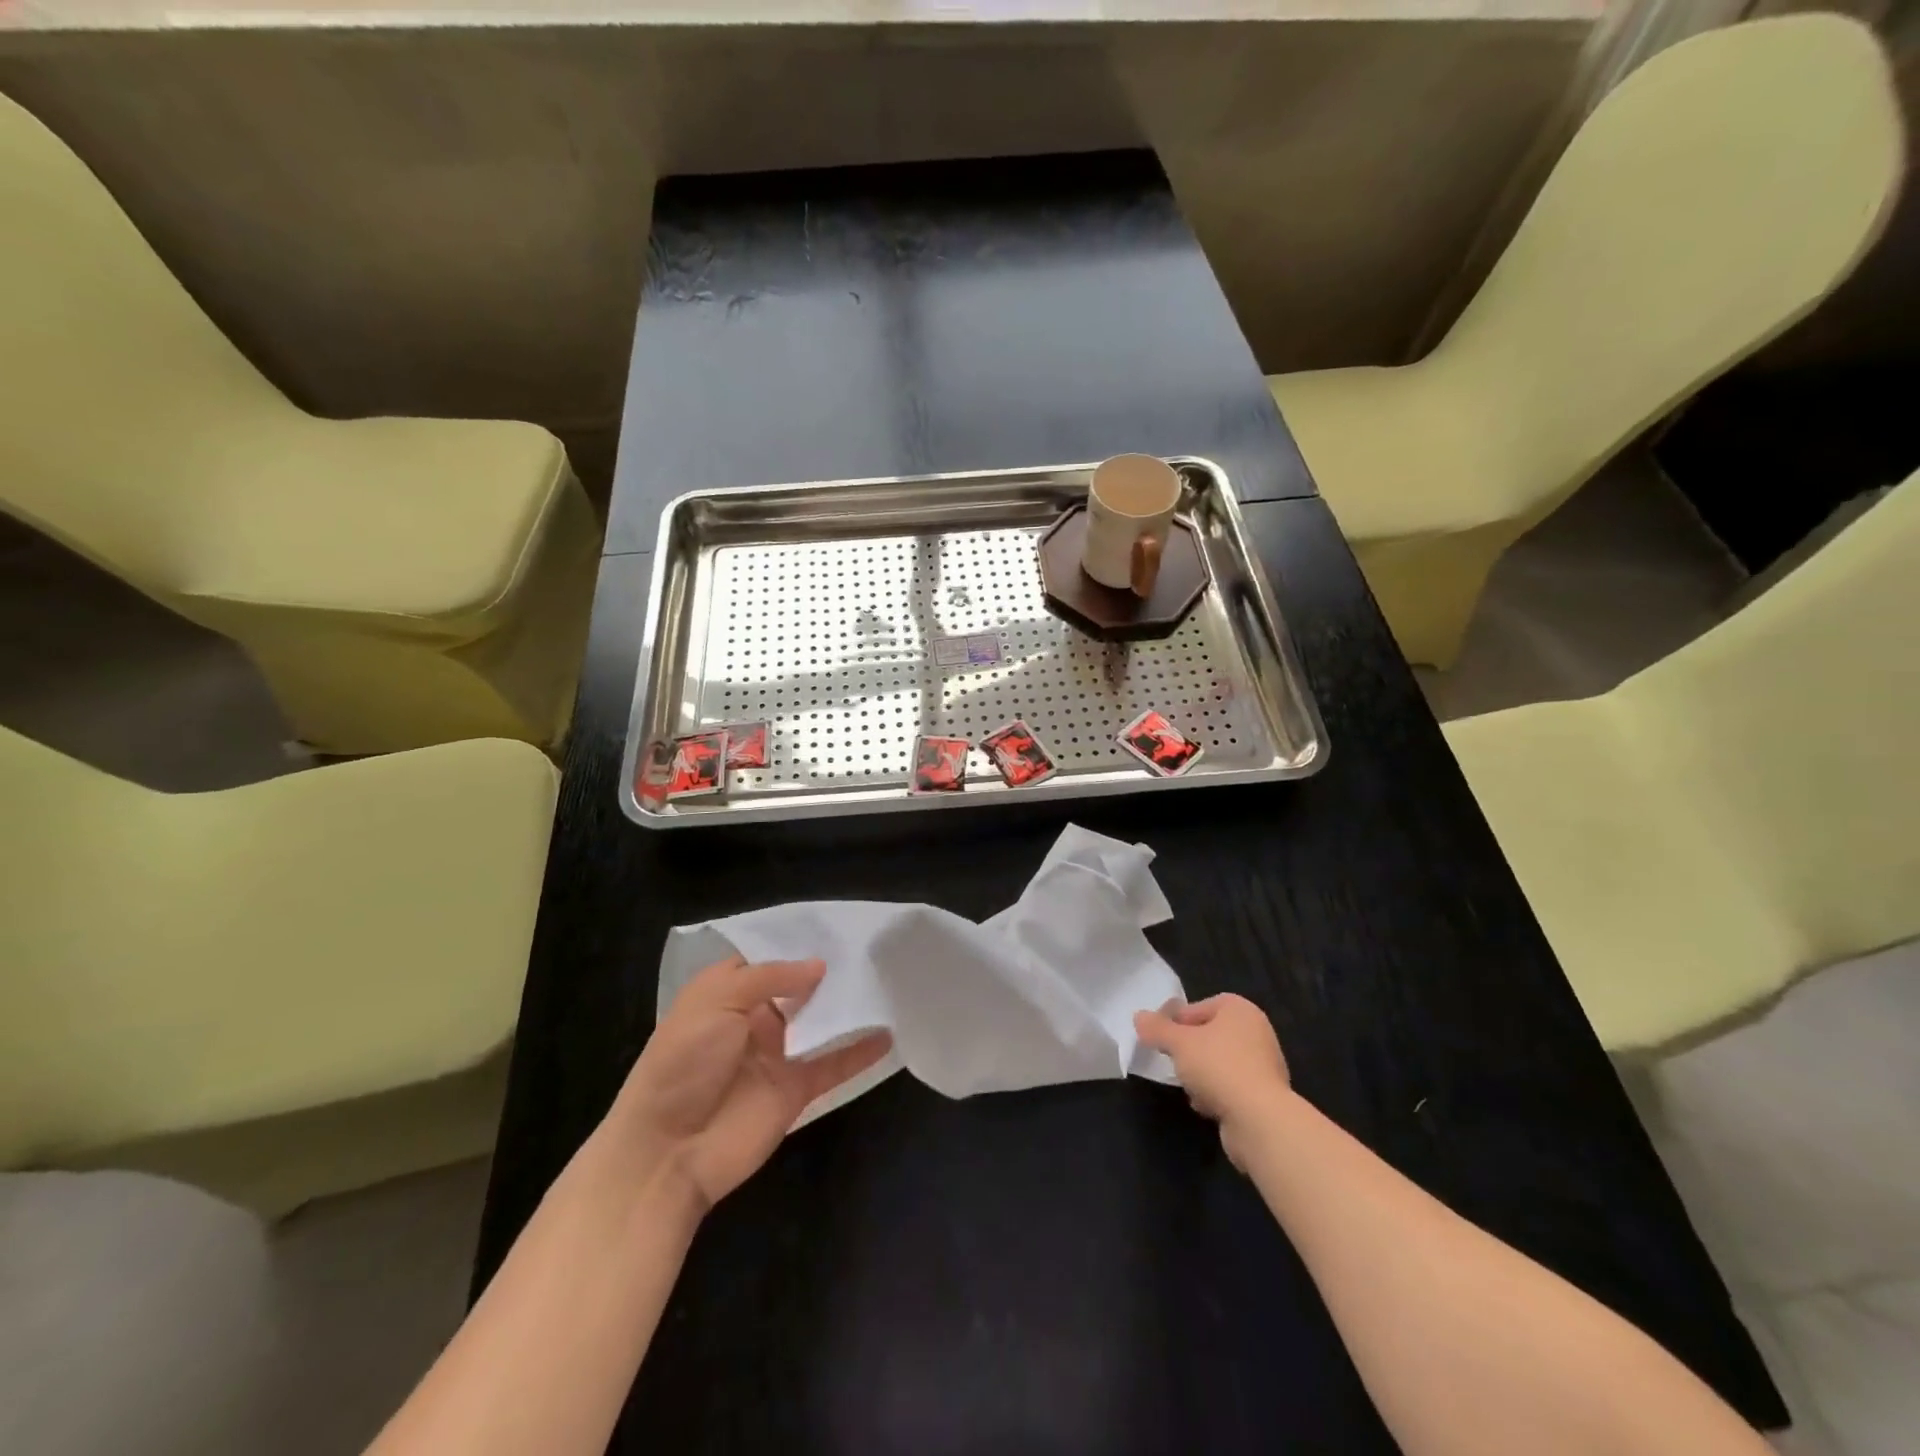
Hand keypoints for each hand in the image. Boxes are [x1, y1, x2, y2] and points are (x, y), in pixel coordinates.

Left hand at [609, 956, 891, 1211]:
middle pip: (799, 990)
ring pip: (820, 1024)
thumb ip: (770, 978)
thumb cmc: (683, 1063)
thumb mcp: (717, 1002)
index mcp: (726, 994)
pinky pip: (833, 1065)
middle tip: (871, 950)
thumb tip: (819, 966)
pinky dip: (860, 1052)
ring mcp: (777, 1056)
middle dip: (829, 973)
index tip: (835, 929)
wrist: (667, 1151)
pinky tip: (888, 1035)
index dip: (795, 946)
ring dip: (848, 1008)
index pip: (766, 961)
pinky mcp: (796, 1090)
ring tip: (886, 982)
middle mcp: (754, 1020)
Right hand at [1134, 994, 1290, 1168]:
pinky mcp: (1265, 1096)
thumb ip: (1156, 1028)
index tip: (1162, 1038)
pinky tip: (1207, 1105)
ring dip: (1201, 1075)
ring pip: (1219, 1063)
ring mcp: (1264, 1065)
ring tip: (1189, 1087)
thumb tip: (1139, 1016)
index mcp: (1240, 1010)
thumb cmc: (1218, 1067)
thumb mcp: (1178, 1043)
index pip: (1200, 1006)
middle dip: (1189, 1050)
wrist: (1259, 1120)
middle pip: (1210, 1035)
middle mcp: (1256, 1032)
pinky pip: (1232, 1087)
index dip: (1177, 1020)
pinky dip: (1217, 1094)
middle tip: (1173, 1061)